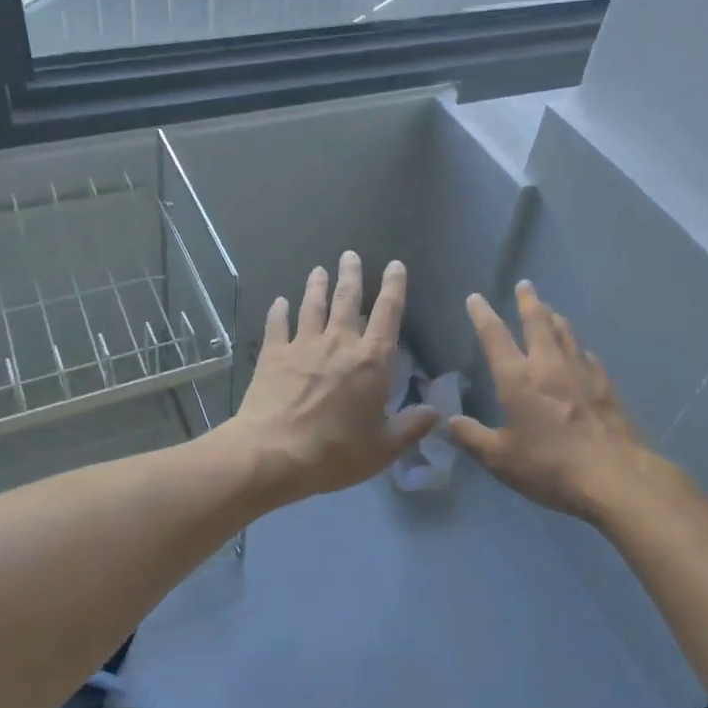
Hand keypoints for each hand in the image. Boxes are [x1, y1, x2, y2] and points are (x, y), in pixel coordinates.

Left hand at [228, 252, 437, 504]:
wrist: (273, 453)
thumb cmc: (335, 452)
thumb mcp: (383, 449)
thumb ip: (410, 427)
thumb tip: (434, 412)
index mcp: (371, 360)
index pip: (387, 314)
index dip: (394, 287)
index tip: (394, 266)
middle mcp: (338, 342)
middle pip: (346, 298)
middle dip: (351, 274)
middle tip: (349, 254)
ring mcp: (302, 344)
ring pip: (312, 305)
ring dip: (316, 285)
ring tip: (318, 270)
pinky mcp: (272, 355)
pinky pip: (277, 325)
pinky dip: (279, 311)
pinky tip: (279, 302)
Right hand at [451, 282, 671, 523]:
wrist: (615, 478)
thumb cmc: (549, 467)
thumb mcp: (500, 459)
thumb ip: (473, 438)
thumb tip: (451, 421)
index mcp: (518, 379)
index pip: (494, 337)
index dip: (482, 315)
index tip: (476, 298)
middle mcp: (549, 366)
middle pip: (538, 322)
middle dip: (529, 301)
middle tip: (525, 285)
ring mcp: (582, 373)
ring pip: (566, 333)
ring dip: (555, 318)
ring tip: (549, 309)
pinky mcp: (606, 387)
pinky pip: (587, 356)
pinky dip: (578, 347)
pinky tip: (580, 351)